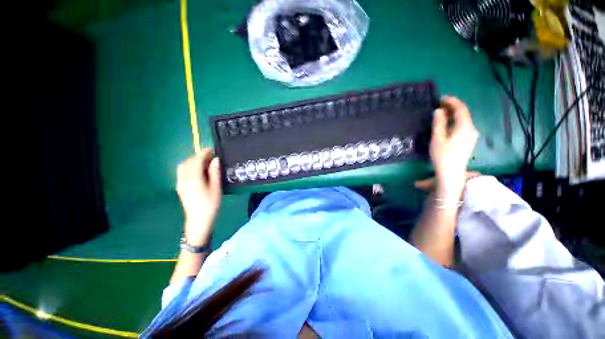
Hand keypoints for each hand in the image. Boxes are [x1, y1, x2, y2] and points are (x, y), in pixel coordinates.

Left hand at [176, 149, 221, 245]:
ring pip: (183, 166)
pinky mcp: (179, 187)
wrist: (198, 220)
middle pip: (188, 162)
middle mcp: (183, 179)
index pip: (196, 160)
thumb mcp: (216, 188)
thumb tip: (215, 159)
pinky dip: (189, 166)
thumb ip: (214, 172)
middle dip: (198, 156)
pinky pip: (182, 171)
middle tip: (211, 156)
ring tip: (204, 162)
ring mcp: (180, 183)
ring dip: (193, 160)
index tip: (212, 149)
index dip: (204, 153)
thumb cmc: (210, 204)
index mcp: (193, 179)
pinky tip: (197, 170)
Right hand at [429, 96, 477, 200]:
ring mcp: (471, 136)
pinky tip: (447, 124)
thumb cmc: (443, 155)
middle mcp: (471, 129)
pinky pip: (463, 126)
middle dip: (453, 107)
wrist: (451, 172)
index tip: (441, 98)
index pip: (461, 109)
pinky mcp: (468, 141)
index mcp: (464, 127)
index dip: (452, 102)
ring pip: (463, 120)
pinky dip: (455, 122)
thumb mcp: (438, 138)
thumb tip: (439, 110)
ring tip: (442, 113)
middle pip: (463, 114)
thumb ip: (439, 123)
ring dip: (453, 115)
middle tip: (439, 104)